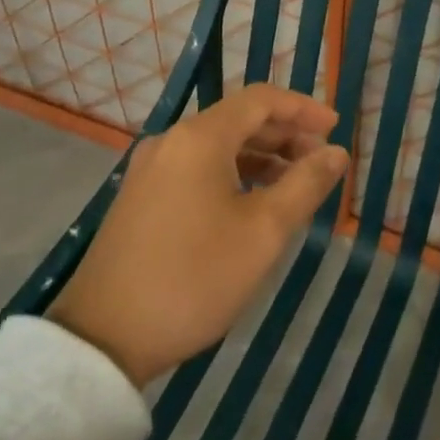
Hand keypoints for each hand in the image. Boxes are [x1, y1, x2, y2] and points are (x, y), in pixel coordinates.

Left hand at [49, 85, 348, 386]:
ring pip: (217, 145)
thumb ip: (306, 184)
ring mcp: (150, 169)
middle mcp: (172, 141)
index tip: (335, 129)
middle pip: (239, 119)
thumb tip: (337, 153)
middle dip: (285, 135)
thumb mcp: (264, 232)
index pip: (261, 99)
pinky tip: (251, 203)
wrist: (102, 339)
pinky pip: (197, 167)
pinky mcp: (140, 197)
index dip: (303, 108)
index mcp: (200, 138)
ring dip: (260, 156)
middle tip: (320, 162)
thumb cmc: (194, 278)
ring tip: (294, 184)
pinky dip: (232, 173)